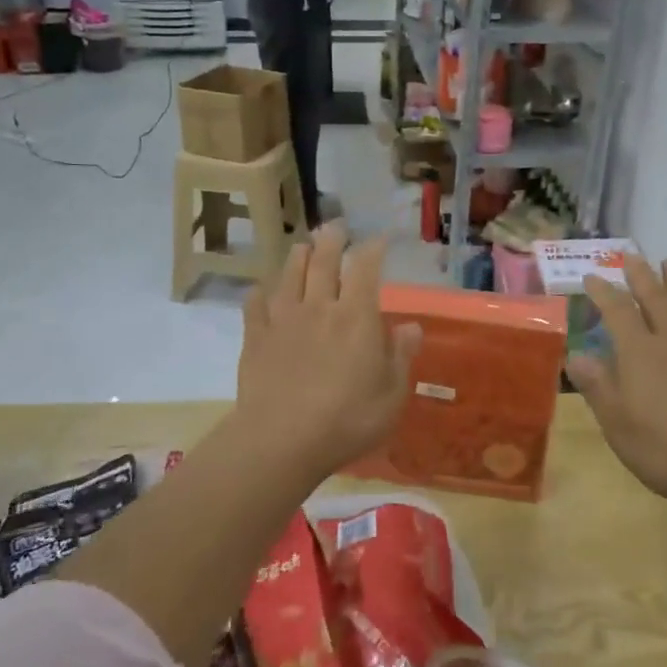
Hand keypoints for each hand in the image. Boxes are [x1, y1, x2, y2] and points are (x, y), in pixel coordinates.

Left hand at [235, 224, 422, 476]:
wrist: (281, 440)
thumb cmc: (347, 419)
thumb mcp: (391, 394)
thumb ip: (400, 356)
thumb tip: (411, 326)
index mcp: (356, 317)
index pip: (366, 269)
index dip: (372, 250)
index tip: (378, 239)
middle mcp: (319, 308)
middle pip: (324, 263)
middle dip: (332, 240)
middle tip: (335, 226)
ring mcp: (283, 321)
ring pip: (289, 276)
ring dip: (297, 257)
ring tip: (302, 246)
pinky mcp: (255, 338)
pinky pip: (255, 306)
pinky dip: (259, 293)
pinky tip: (260, 290)